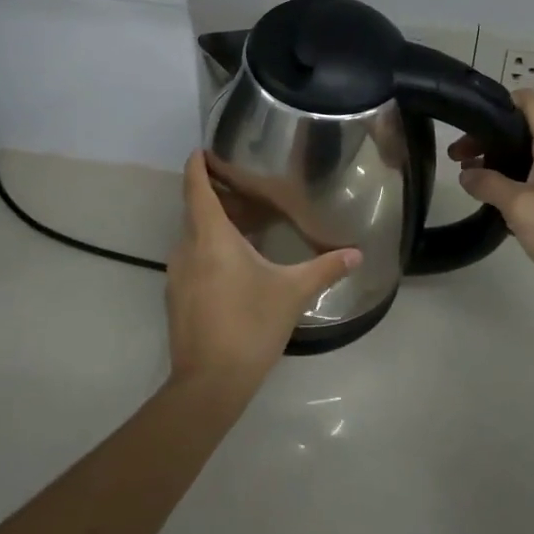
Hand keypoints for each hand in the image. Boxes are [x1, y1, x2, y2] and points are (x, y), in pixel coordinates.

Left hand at [165, 151, 361, 391]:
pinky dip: (208, 248)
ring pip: (192, 235)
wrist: (209, 384)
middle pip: (194, 209)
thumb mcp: (292, 293)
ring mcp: (177, 275)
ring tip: (245, 222)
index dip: (197, 165)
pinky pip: (191, 258)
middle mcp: (186, 248)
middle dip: (214, 194)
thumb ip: (325, 269)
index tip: (205, 149)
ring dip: (212, 224)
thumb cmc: (250, 325)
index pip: (195, 187)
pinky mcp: (176, 297)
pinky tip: (234, 263)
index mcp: (210, 236)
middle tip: (244, 185)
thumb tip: (357, 253)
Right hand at [449, 90, 533, 314]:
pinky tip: (486, 203)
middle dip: (486, 138)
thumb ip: (488, 184)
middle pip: (518, 131)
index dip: (499, 101)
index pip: (529, 102)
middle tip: (455, 156)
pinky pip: (526, 185)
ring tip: (465, 179)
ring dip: (493, 164)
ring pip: (520, 159)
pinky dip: (505, 187)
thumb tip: (466, 174)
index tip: (469, 117)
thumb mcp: (519, 205)